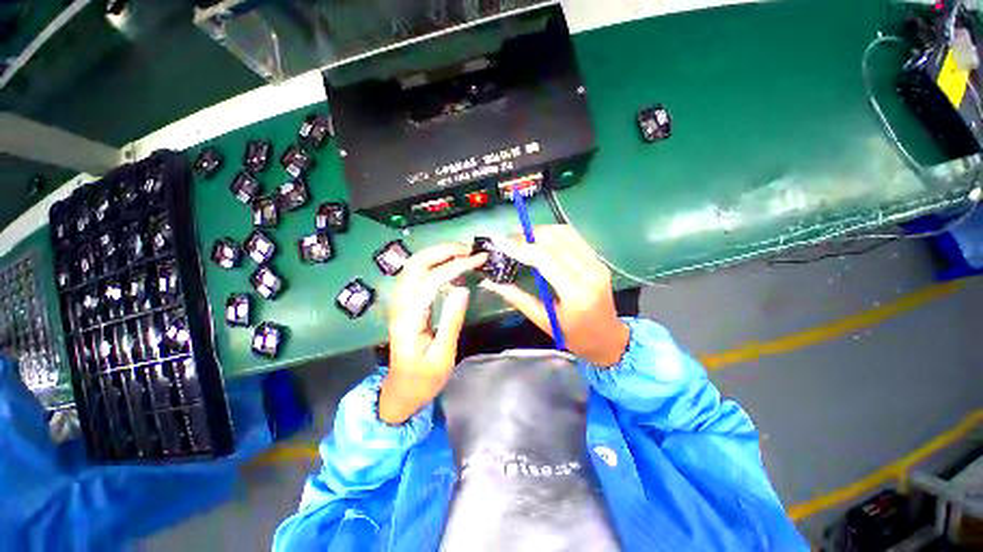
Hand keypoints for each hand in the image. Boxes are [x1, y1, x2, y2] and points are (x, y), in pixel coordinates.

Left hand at [380, 244, 487, 424]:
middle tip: (470, 250)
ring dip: (438, 253)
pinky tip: (451, 266)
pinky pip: (416, 274)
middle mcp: (400, 304)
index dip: (456, 265)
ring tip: (463, 253)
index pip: (431, 280)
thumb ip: (452, 320)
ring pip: (414, 266)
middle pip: (416, 264)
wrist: (400, 391)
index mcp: (409, 318)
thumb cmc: (424, 378)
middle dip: (443, 251)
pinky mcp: (405, 303)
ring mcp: (400, 302)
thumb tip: (463, 288)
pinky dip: (434, 263)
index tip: (478, 259)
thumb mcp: (442, 355)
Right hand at [480, 225, 628, 367]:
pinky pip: (573, 237)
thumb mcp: (543, 321)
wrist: (608, 339)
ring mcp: (597, 263)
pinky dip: (552, 234)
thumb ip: (517, 298)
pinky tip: (539, 239)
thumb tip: (491, 283)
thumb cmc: (574, 337)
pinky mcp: (598, 259)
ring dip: (539, 231)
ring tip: (520, 238)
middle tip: (506, 240)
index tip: (498, 240)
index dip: (519, 247)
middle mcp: (589, 271)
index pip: (544, 259)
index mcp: (576, 292)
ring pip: (564, 233)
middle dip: (526, 236)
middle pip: (554, 240)